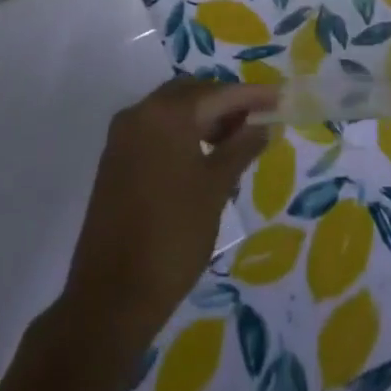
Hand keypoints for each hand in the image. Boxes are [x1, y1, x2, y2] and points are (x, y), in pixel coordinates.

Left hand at [61, 77, 275, 346]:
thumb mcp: (216, 189)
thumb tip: (261, 126)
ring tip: (234, 143)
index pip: (219, 93)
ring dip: (203, 118)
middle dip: (225, 103)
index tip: (279, 97)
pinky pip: (155, 130)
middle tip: (255, 122)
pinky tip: (203, 158)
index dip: (252, 95)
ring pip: (172, 110)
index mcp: (167, 114)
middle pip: (192, 93)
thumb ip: (241, 148)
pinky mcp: (114, 160)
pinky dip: (181, 134)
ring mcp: (122, 137)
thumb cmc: (173, 236)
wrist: (111, 297)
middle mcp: (140, 113)